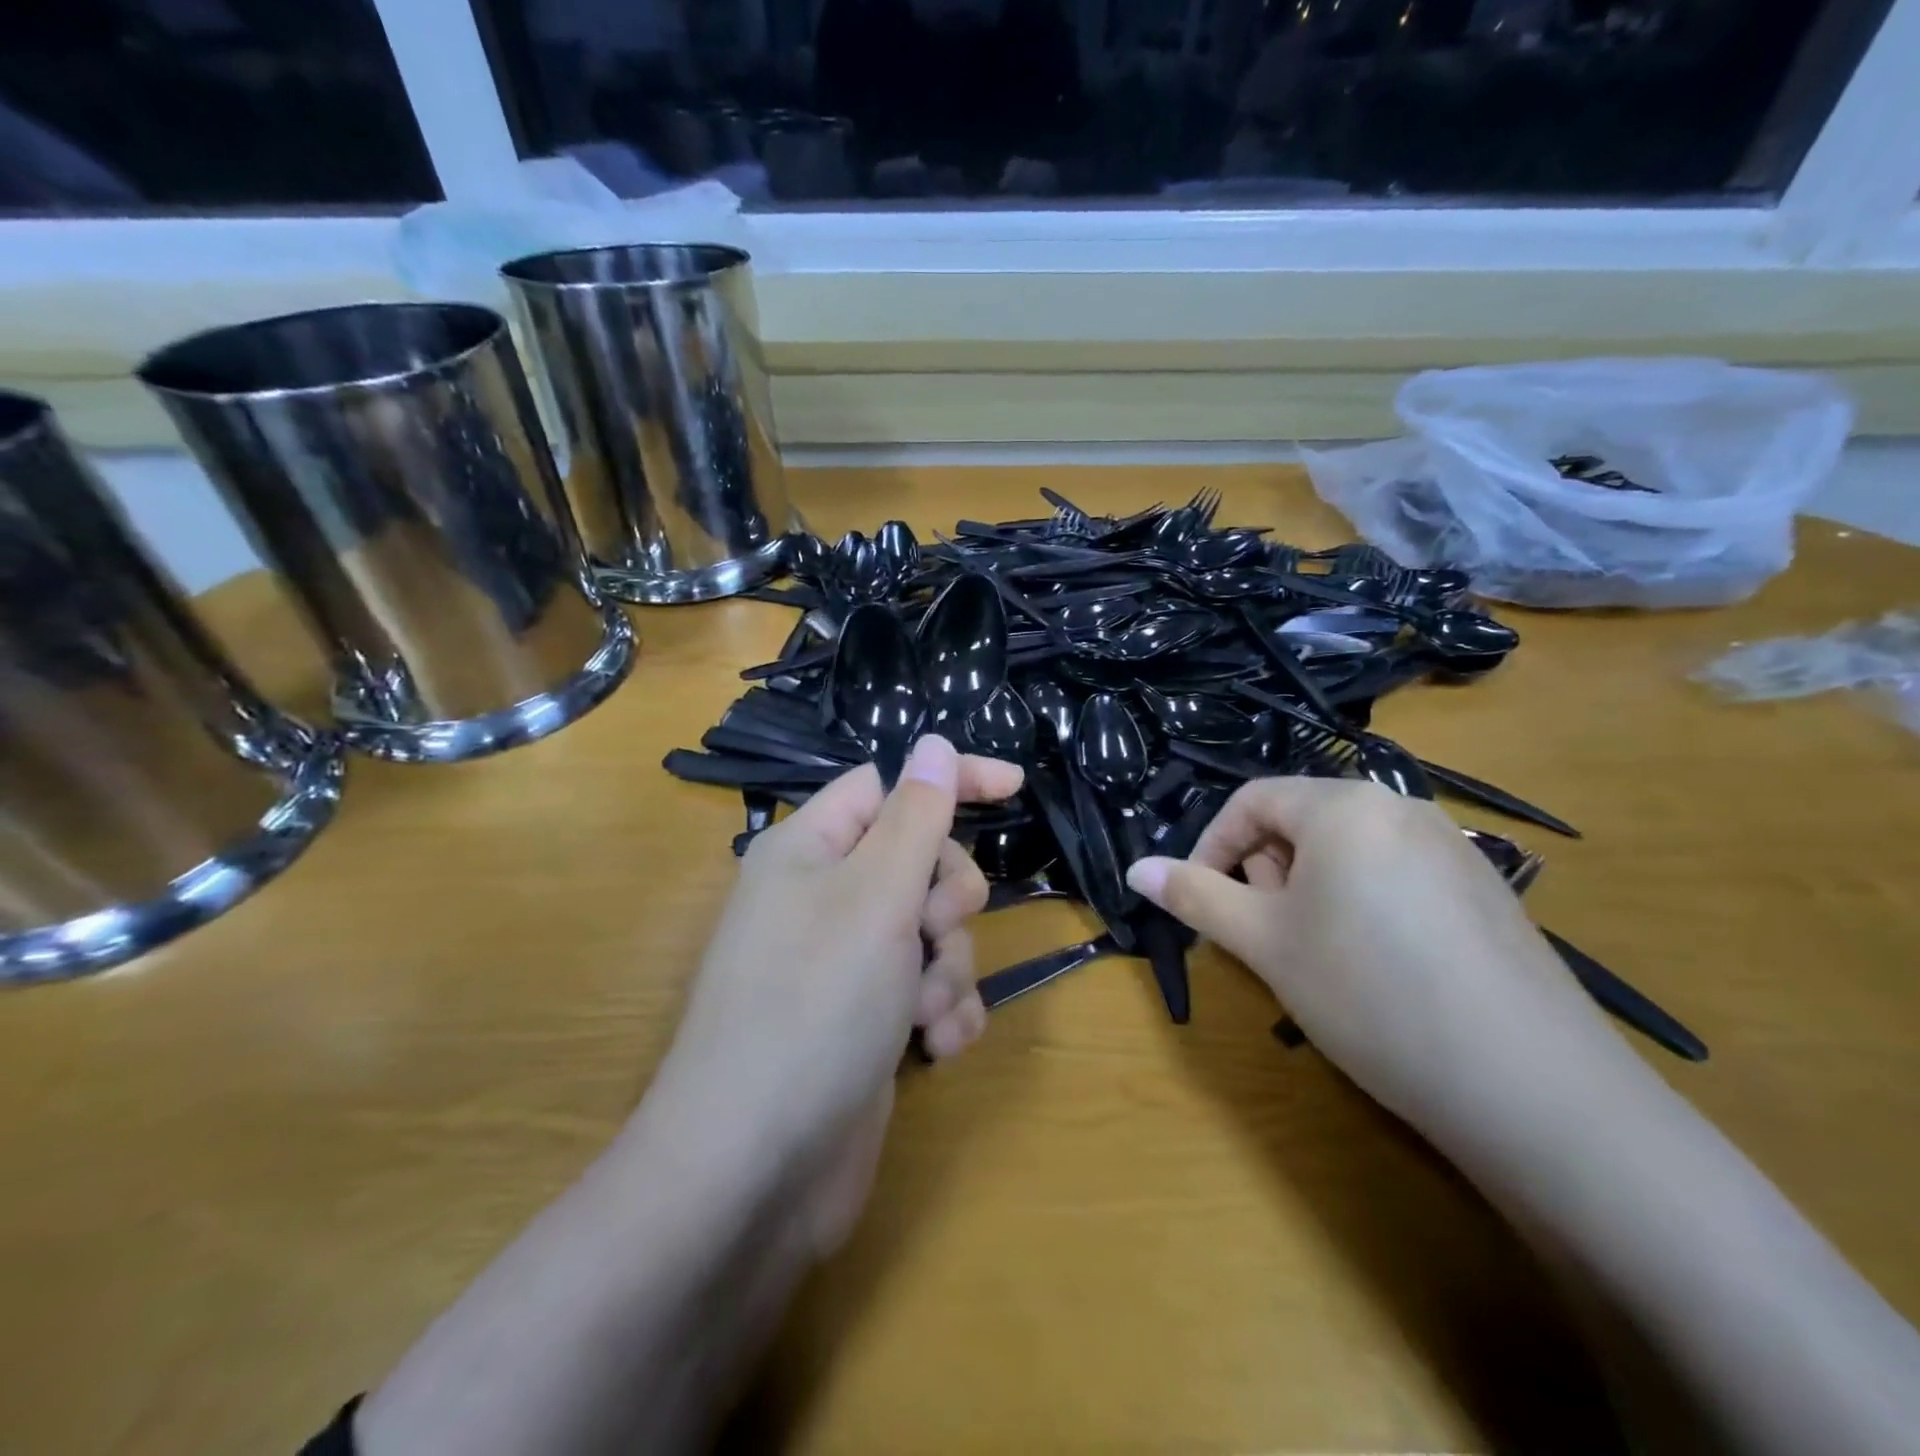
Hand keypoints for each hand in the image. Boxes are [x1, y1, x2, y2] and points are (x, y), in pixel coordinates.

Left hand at [648, 735, 1022, 1254]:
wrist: (754, 1172)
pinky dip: (942, 1011)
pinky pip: (925, 987)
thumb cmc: (814, 1008)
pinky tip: (938, 1048)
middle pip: (919, 859)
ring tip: (926, 1012)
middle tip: (933, 932)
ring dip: (948, 967)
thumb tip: (931, 742)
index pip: (890, 785)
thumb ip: (914, 816)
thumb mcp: (876, 897)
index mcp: (811, 848)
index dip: (949, 779)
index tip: (1016, 788)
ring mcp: (844, 962)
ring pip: (931, 930)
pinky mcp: (865, 1019)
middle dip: (947, 897)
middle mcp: (824, 897)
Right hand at [1126, 778, 1636, 1142]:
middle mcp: (1401, 806)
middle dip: (1265, 870)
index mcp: (1344, 805)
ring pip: (1347, 849)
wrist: (1531, 1088)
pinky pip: (1394, 872)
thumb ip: (1196, 896)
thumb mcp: (1265, 943)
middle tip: (1263, 935)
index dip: (1212, 846)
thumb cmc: (1369, 995)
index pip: (1252, 800)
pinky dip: (1360, 902)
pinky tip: (1376, 966)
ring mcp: (1450, 846)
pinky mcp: (1483, 889)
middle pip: (1301, 819)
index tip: (1200, 901)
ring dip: (1309, 889)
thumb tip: (1135, 868)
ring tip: (1316, 954)